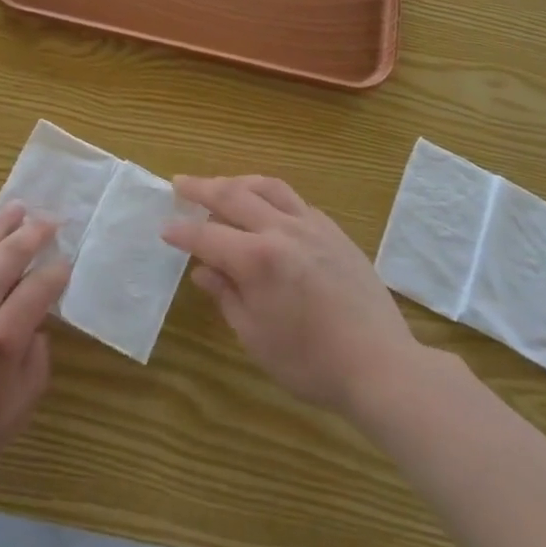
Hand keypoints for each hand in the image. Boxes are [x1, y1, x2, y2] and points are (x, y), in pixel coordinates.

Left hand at [0, 205, 70, 505]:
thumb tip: (36, 332)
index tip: (67, 262)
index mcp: (2, 338)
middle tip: (50, 219)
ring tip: (17, 208)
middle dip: (34, 232)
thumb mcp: (11, 418)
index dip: (58, 271)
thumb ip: (34, 369)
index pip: (40, 287)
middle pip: (9, 255)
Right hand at [164, 175, 421, 423]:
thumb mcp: (255, 336)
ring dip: (238, 182)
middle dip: (201, 188)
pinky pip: (295, 200)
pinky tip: (266, 207)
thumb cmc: (310, 362)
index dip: (183, 233)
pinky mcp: (334, 231)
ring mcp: (312, 226)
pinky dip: (271, 196)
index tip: (165, 229)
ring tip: (221, 185)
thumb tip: (204, 270)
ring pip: (267, 187)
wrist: (380, 364)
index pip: (207, 236)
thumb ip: (227, 296)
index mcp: (257, 259)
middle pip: (233, 196)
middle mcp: (282, 230)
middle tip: (180, 183)